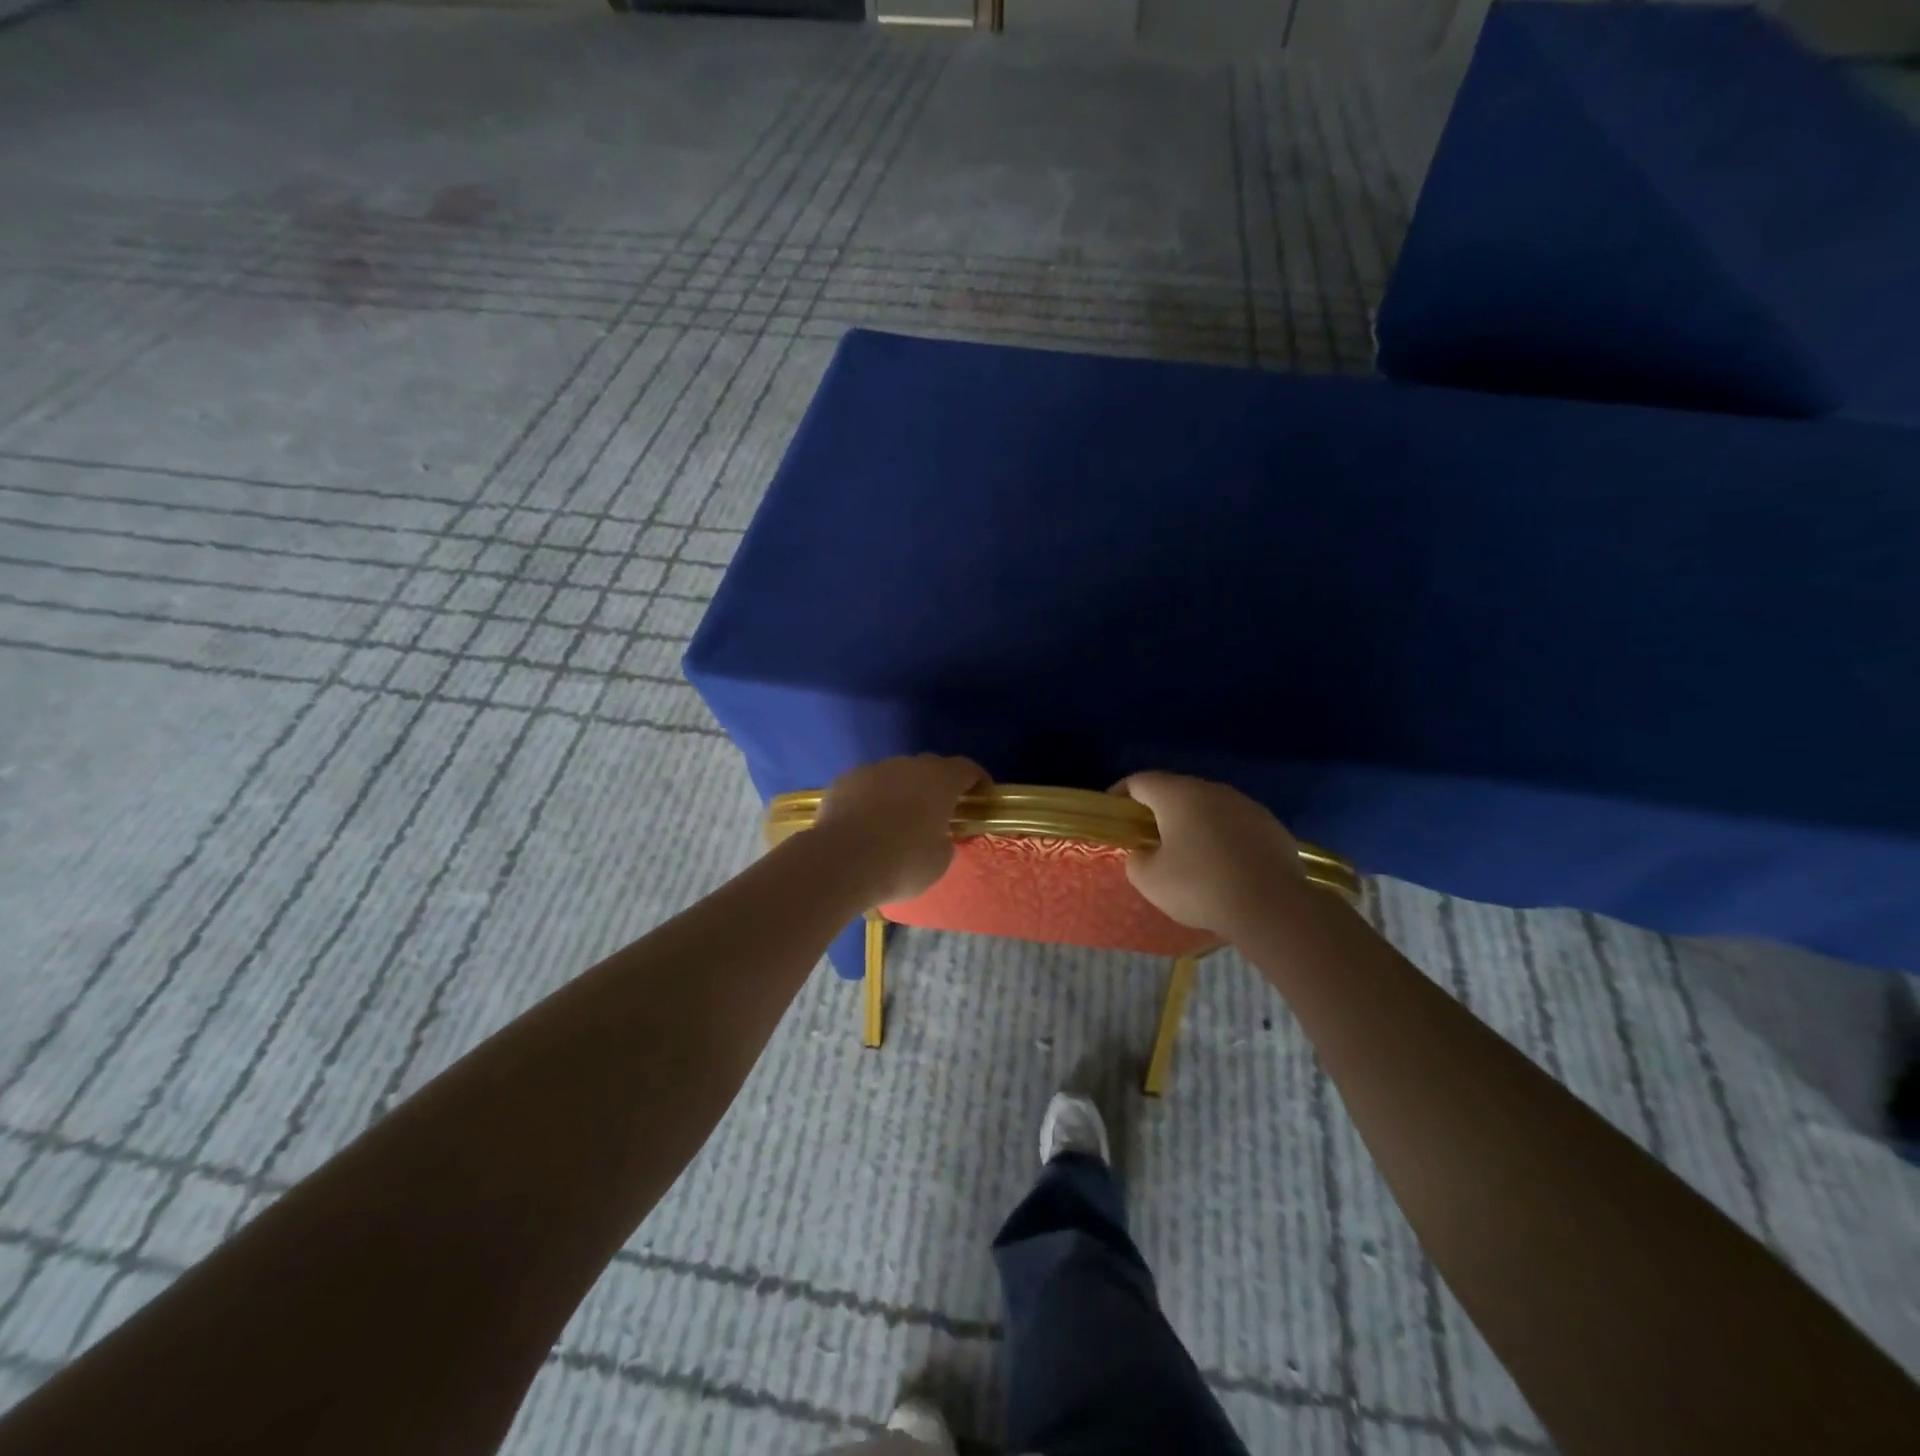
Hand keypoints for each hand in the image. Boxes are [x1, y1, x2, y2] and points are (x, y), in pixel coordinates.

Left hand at [812, 754, 987, 906]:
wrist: (841, 861)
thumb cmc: (902, 862)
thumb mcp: (939, 860)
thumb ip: (944, 841)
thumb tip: (937, 835)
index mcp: (939, 781)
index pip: (966, 768)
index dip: (977, 779)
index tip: (981, 793)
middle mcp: (908, 766)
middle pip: (930, 768)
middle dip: (937, 785)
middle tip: (939, 810)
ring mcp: (873, 770)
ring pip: (895, 775)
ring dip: (902, 791)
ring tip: (897, 819)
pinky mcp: (844, 781)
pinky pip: (867, 786)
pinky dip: (872, 799)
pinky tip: (866, 823)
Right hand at [1115, 771, 1305, 937]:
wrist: (1272, 907)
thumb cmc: (1201, 887)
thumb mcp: (1150, 881)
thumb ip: (1136, 860)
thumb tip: (1143, 854)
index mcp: (1178, 795)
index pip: (1139, 781)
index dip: (1120, 796)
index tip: (1114, 815)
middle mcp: (1212, 790)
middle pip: (1175, 790)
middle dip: (1158, 810)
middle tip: (1147, 838)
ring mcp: (1245, 805)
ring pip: (1208, 806)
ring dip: (1193, 823)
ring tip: (1187, 853)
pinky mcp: (1270, 825)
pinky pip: (1235, 824)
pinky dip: (1222, 837)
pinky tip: (1223, 866)